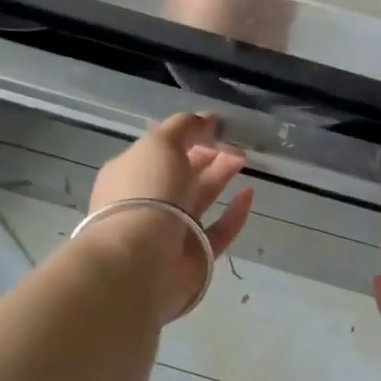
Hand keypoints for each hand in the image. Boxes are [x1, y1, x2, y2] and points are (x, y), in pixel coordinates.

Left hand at [84, 114, 253, 317]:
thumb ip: (185, 127)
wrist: (140, 260)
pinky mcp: (195, 255)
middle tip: (236, 144)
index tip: (216, 128)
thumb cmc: (145, 193)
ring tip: (244, 159)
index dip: (188, 137)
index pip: (161, 150)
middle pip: (182, 174)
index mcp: (130, 174)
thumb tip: (207, 119)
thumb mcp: (160, 144)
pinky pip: (219, 230)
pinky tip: (250, 194)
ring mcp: (171, 231)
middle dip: (209, 155)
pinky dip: (235, 213)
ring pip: (201, 199)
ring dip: (221, 177)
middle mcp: (148, 202)